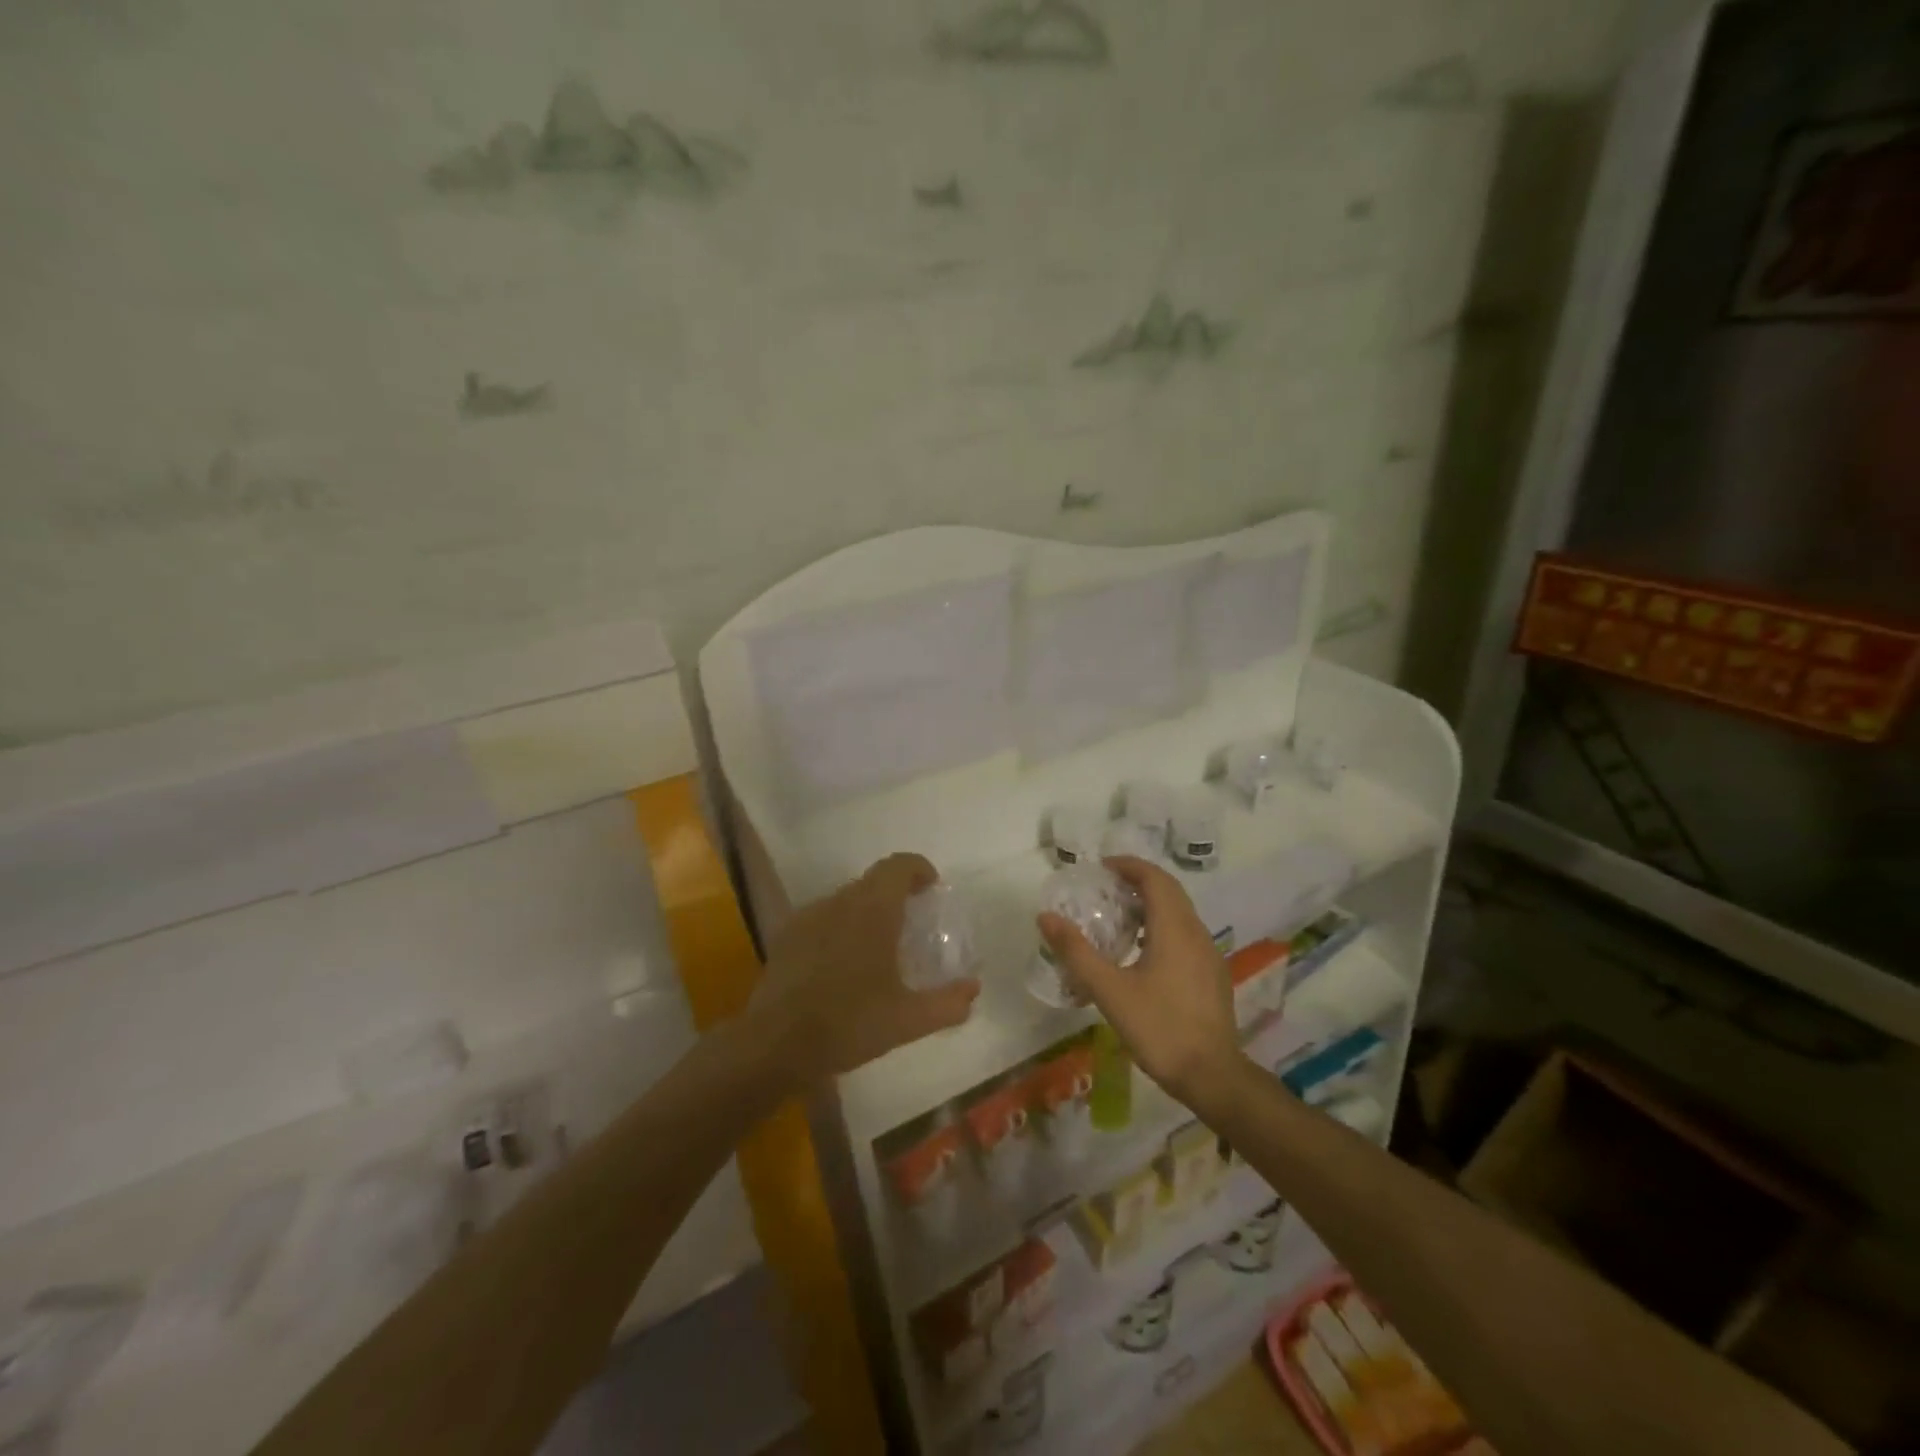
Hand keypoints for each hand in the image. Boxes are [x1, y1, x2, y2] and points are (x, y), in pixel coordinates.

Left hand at [753, 852, 980, 1084]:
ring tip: (878, 947)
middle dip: (896, 893)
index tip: (932, 888)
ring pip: (846, 899)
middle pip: (873, 881)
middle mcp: (840, 902)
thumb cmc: (848, 1023)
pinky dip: (840, 928)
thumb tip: (972, 989)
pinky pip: (823, 918)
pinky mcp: (786, 936)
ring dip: (866, 911)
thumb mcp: (907, 1020)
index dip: (918, 869)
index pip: (898, 866)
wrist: (773, 1044)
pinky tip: (842, 965)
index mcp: (873, 910)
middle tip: (912, 924)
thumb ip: (947, 1003)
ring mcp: (808, 917)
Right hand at [1037, 856, 1244, 1110]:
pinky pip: (1186, 935)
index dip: (1128, 866)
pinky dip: (1161, 927)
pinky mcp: (1212, 976)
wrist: (1213, 1076)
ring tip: (1118, 919)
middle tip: (1104, 890)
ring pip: (1179, 914)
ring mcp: (1209, 955)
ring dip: (1150, 906)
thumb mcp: (1110, 990)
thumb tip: (1046, 917)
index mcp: (1174, 928)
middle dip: (1137, 883)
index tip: (1101, 868)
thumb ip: (1076, 952)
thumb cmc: (1159, 1028)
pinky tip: (1141, 955)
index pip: (1154, 878)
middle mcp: (1196, 933)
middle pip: (1169, 892)